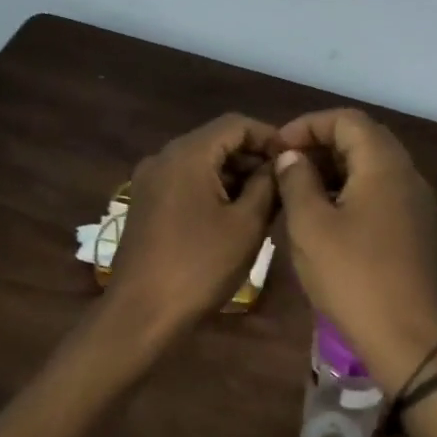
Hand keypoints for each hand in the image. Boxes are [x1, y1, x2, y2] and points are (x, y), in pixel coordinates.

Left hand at [106, 113, 279, 336]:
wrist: (142, 313)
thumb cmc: (200, 266)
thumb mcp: (246, 225)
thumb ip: (268, 185)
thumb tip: (280, 164)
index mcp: (187, 154)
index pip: (236, 124)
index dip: (270, 137)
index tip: (295, 163)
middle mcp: (163, 157)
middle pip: (217, 140)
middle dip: (253, 157)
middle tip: (285, 185)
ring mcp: (150, 181)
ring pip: (202, 162)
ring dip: (235, 175)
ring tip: (267, 203)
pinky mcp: (146, 203)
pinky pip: (186, 182)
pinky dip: (213, 188)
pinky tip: (235, 215)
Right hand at [272, 109, 436, 389]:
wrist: (406, 336)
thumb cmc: (352, 276)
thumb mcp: (310, 226)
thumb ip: (297, 181)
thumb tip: (292, 157)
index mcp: (384, 165)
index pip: (347, 120)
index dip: (308, 125)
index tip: (278, 148)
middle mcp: (407, 175)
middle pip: (363, 139)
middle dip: (321, 145)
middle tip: (285, 166)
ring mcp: (415, 203)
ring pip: (372, 168)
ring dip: (335, 170)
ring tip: (298, 191)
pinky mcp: (414, 229)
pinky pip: (380, 193)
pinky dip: (350, 191)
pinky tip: (324, 217)